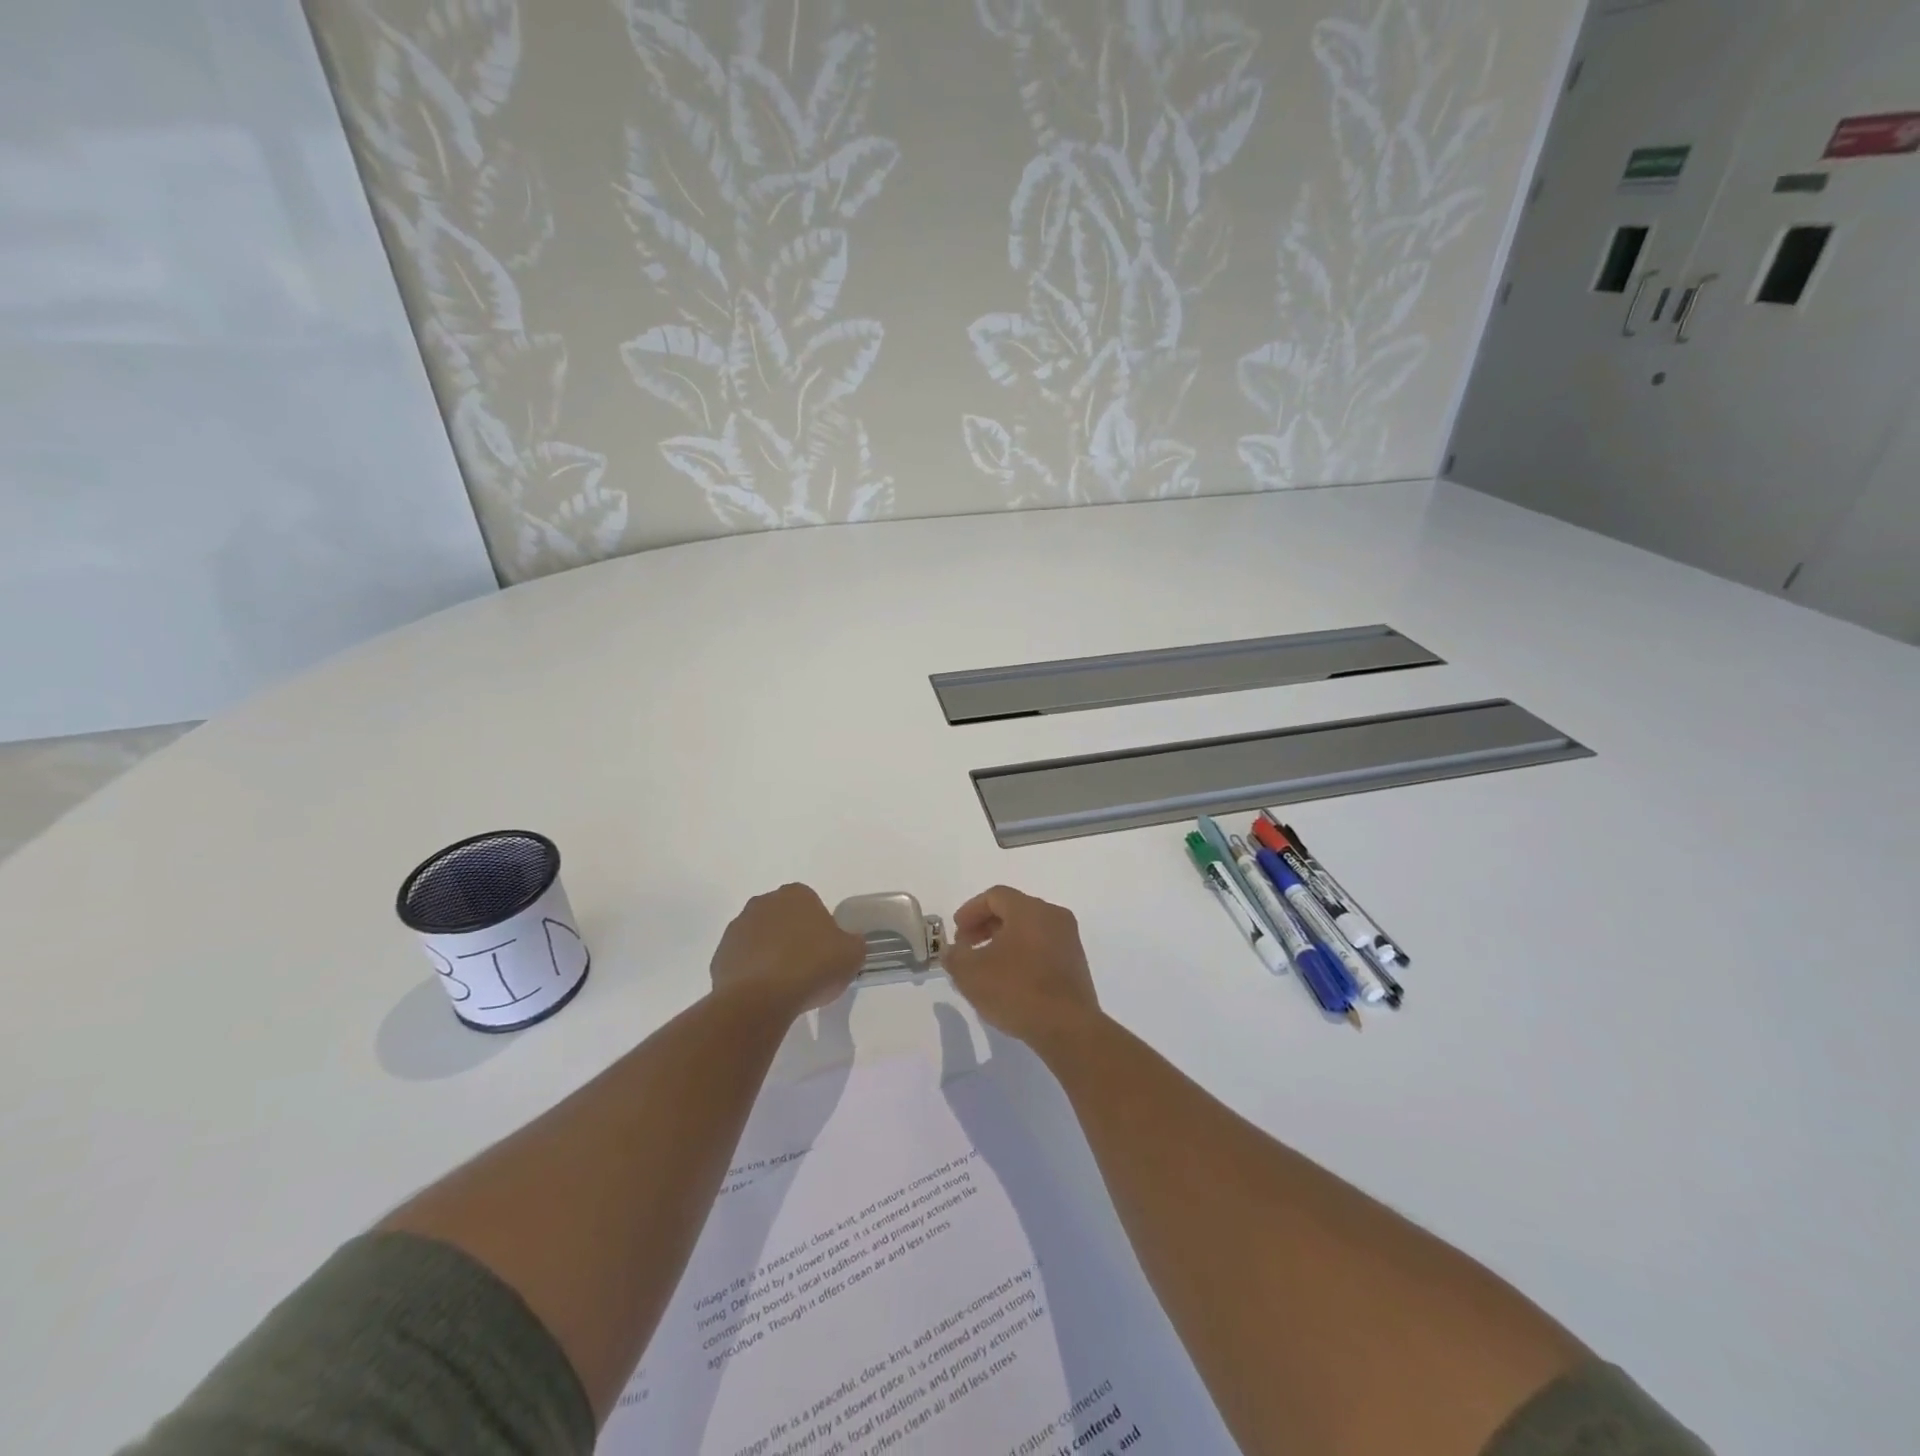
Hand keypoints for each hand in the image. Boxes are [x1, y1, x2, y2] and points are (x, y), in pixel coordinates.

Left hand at [710, 884, 865, 1016]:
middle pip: (783, 918)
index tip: (825, 951)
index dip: (820, 928)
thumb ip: (853, 943)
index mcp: (796, 895)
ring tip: (784, 984)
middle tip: (806, 966)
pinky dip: (752, 973)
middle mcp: (763, 903)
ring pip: (760, 938)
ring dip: (770, 953)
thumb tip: (848, 943)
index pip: (811, 904)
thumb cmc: (811, 967)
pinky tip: (764, 993)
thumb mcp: (852, 955)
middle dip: (792, 936)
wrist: (761, 999)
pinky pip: (742, 961)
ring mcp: (737, 928)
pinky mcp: (720, 955)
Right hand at [940, 886, 1100, 1052]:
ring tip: (985, 967)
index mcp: (1030, 909)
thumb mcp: (971, 974)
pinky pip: (1043, 948)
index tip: (956, 932)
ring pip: (1029, 930)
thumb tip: (952, 951)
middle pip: (1013, 910)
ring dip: (1003, 942)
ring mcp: (1068, 940)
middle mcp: (1053, 916)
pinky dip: (1022, 955)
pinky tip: (1009, 980)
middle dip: (985, 926)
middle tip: (966, 947)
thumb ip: (955, 957)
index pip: (995, 896)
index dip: (970, 911)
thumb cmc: (1017, 990)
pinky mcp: (1076, 964)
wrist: (1068, 1028)